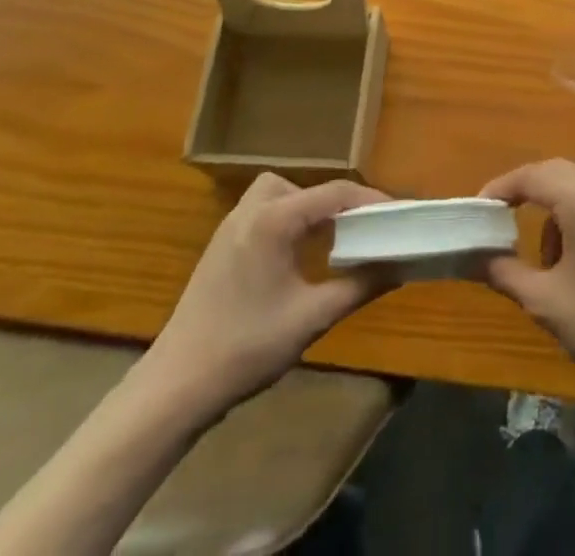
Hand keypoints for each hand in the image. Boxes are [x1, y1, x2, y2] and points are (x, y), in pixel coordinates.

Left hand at [142, 175, 393, 423]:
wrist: (175, 387)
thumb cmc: (246, 347)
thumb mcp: (311, 318)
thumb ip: (359, 287)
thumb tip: (398, 267)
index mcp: (275, 218)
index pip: (335, 193)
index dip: (371, 200)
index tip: (399, 216)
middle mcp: (252, 210)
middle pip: (307, 187)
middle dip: (339, 203)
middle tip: (363, 230)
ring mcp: (232, 226)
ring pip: (282, 195)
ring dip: (309, 209)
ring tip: (332, 239)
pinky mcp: (222, 245)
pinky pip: (265, 213)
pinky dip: (289, 221)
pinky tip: (298, 255)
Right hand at [479, 160, 574, 395]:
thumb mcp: (546, 302)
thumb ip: (505, 272)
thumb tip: (477, 258)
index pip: (534, 175)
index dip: (502, 187)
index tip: (479, 208)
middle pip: (558, 172)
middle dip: (527, 193)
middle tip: (502, 222)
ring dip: (555, 209)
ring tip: (549, 261)